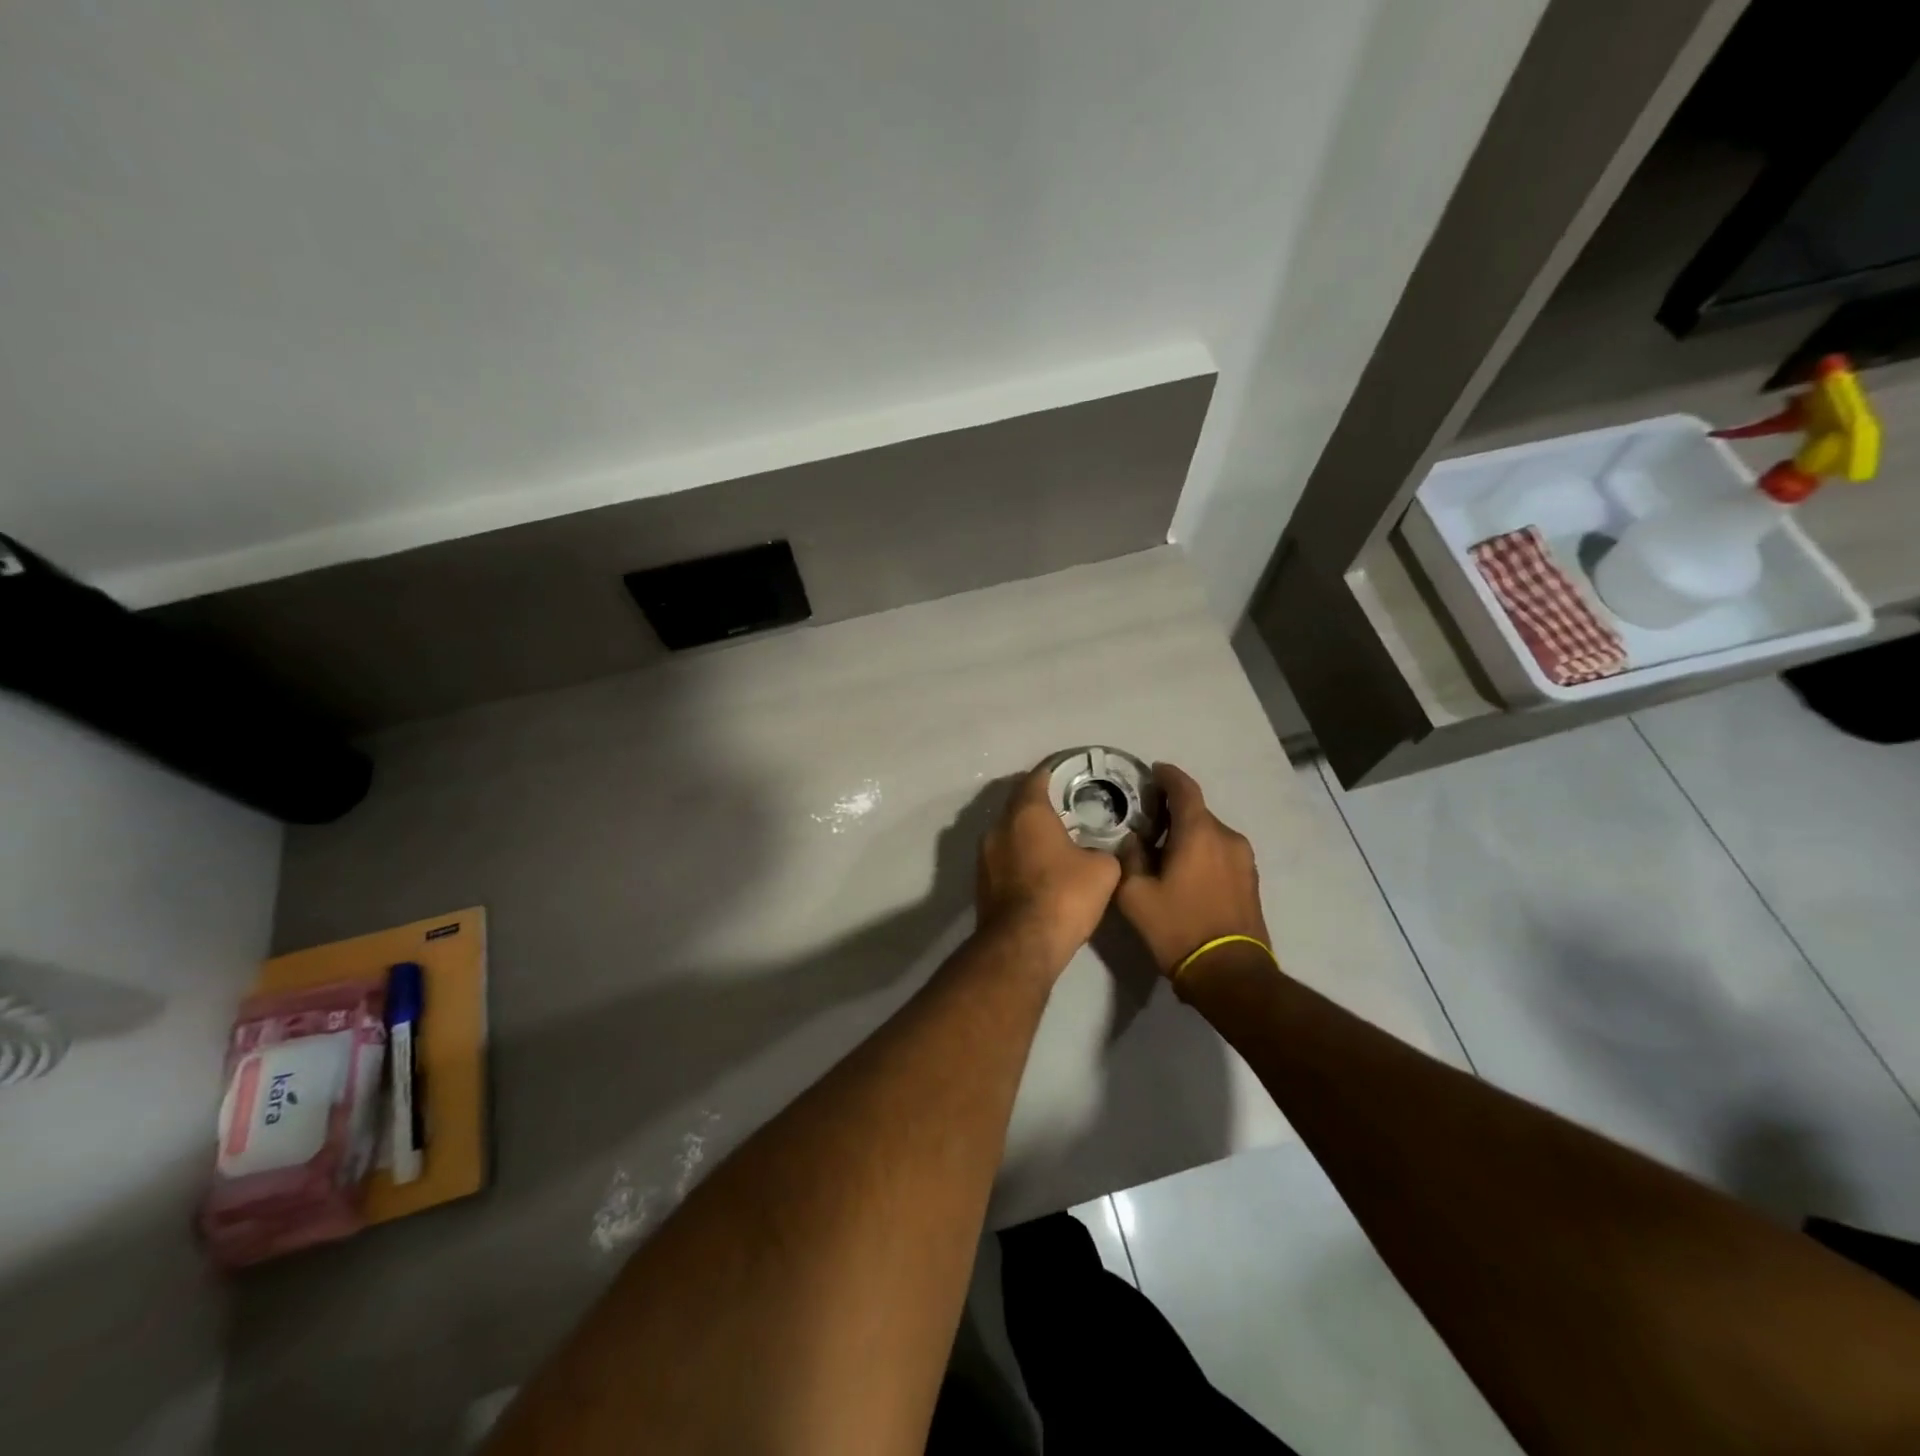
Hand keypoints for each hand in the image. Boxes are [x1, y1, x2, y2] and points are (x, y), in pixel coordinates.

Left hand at [976, 764, 1122, 975]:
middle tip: (1066, 807)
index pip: (1037, 777)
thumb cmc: (1064, 896)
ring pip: (1008, 831)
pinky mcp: (981, 881)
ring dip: (1027, 832)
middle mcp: (998, 826)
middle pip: (1019, 803)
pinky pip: (1003, 856)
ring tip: (1054, 839)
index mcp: (1027, 812)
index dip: (1054, 772)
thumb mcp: (1103, 870)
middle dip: (1040, 803)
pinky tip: (1039, 868)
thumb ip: (1103, 850)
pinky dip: (1019, 855)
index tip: (1069, 773)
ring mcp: (984, 855)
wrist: (1022, 945)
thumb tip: (1097, 852)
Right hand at [1115, 763, 1269, 982]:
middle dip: (1173, 811)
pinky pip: (1221, 852)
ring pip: (1210, 833)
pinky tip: (1185, 871)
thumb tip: (1133, 839)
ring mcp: (1244, 859)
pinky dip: (1202, 850)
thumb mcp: (1135, 895)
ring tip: (1164, 849)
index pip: (1184, 788)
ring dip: (1188, 833)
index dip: (1168, 775)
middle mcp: (1227, 837)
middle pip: (1197, 812)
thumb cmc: (1178, 928)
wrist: (1229, 974)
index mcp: (1199, 833)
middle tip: (1147, 820)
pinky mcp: (1251, 880)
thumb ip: (1130, 857)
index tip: (1153, 771)